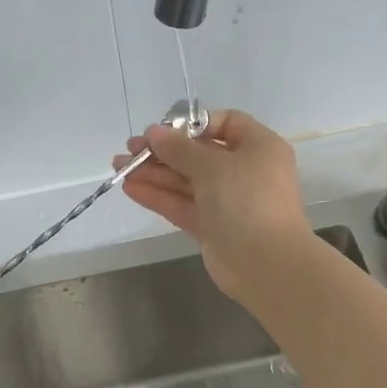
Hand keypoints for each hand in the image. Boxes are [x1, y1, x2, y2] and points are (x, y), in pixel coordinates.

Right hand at [115, 108, 312, 300]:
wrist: (266, 264)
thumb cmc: (247, 201)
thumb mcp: (213, 166)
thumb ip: (180, 149)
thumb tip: (154, 132)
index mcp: (258, 147)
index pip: (226, 123)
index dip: (194, 124)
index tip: (164, 130)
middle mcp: (244, 171)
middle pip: (199, 153)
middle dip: (163, 151)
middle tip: (129, 149)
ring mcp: (227, 201)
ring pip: (186, 180)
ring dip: (154, 172)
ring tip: (119, 167)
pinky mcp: (212, 226)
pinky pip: (182, 204)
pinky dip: (158, 195)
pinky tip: (130, 187)